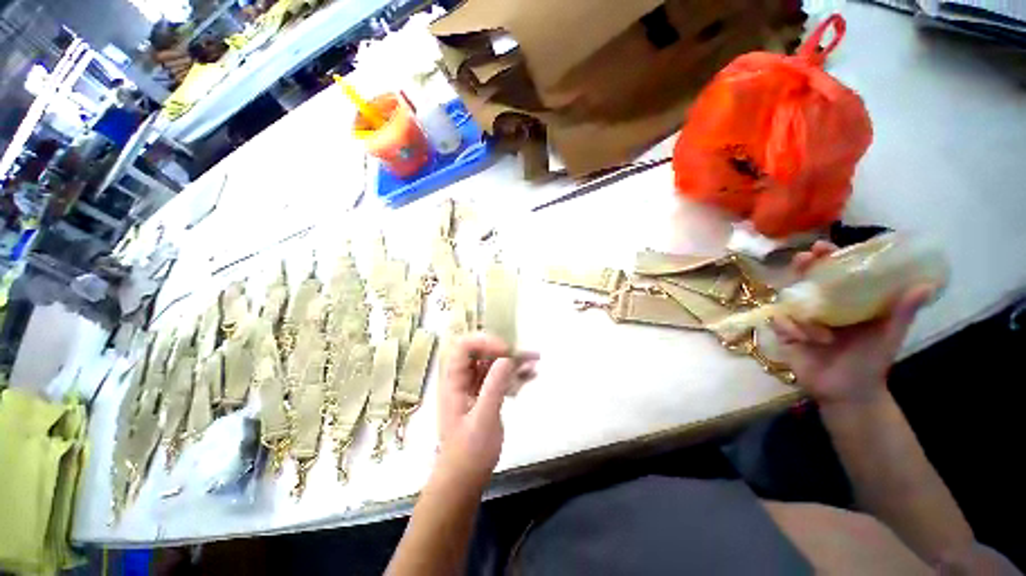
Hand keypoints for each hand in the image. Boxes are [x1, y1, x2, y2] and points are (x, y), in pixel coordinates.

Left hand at [436, 333, 538, 485]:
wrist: (465, 480)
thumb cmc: (469, 453)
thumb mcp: (483, 418)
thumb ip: (494, 386)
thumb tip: (507, 357)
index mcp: (454, 381)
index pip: (464, 347)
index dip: (485, 342)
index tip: (506, 352)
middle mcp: (463, 379)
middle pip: (482, 353)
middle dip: (505, 350)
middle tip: (527, 354)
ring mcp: (474, 387)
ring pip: (493, 365)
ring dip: (513, 361)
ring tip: (536, 361)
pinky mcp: (485, 396)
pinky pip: (500, 378)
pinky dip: (514, 375)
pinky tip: (531, 375)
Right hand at [771, 241, 933, 405]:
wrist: (847, 392)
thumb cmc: (870, 362)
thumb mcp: (888, 336)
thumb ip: (901, 312)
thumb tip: (924, 285)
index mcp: (844, 302)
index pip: (833, 274)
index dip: (827, 259)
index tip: (822, 247)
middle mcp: (820, 306)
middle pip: (804, 280)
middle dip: (801, 268)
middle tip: (804, 259)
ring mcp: (800, 319)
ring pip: (788, 301)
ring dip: (800, 311)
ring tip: (817, 330)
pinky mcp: (785, 333)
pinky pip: (779, 322)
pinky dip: (790, 328)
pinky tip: (805, 340)